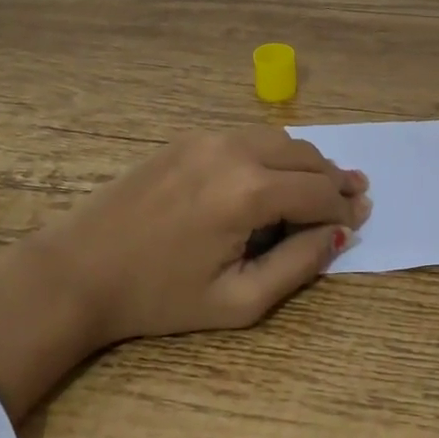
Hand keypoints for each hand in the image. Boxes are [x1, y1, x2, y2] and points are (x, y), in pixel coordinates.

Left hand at [0, 129, 370, 422]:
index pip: (319, 193)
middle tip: (352, 198)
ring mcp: (208, 138)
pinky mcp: (188, 138)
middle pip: (306, 157)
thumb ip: (298, 264)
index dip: (345, 208)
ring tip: (319, 187)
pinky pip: (248, 138)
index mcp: (248, 193)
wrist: (78, 271)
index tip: (360, 219)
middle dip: (333, 180)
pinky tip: (273, 177)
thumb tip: (337, 233)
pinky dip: (274, 154)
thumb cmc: (158, 298)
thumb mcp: (237, 299)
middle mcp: (234, 152)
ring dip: (306, 163)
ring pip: (280, 140)